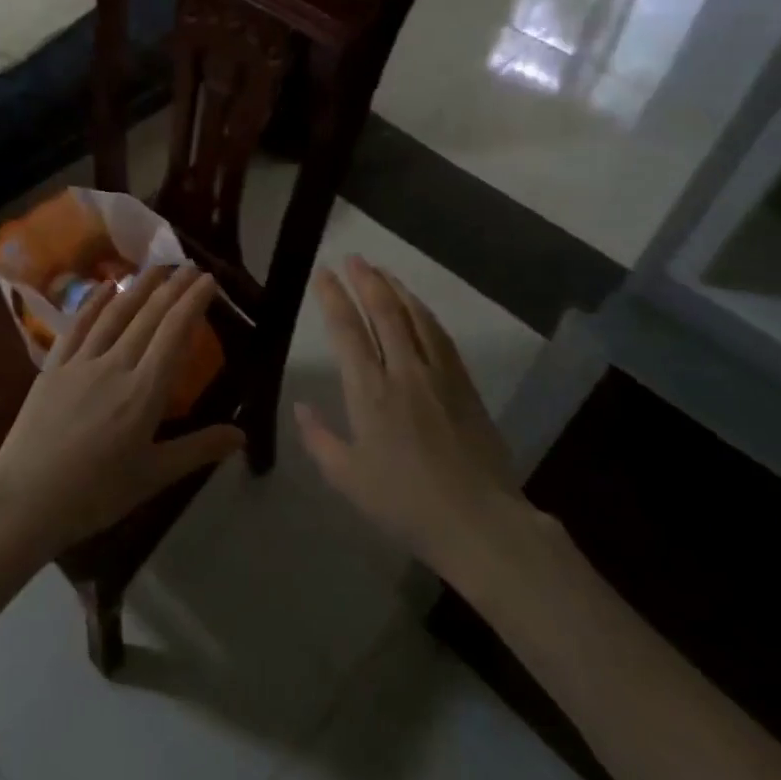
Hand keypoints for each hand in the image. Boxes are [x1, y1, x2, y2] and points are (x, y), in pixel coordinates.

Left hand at [0, 267, 245, 625]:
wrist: (25, 500)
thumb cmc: (95, 494)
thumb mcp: (153, 476)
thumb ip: (198, 449)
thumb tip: (242, 434)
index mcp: (144, 391)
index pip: (175, 334)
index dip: (193, 303)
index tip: (209, 280)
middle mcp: (115, 365)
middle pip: (149, 316)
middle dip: (173, 288)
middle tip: (190, 266)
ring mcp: (80, 362)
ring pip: (115, 314)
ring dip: (138, 287)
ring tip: (157, 268)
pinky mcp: (53, 367)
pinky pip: (77, 327)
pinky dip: (93, 303)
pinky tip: (104, 287)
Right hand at [297, 257, 534, 580]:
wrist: (479, 522)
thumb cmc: (405, 504)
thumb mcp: (348, 479)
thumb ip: (319, 439)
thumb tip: (301, 405)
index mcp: (369, 392)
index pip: (347, 330)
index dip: (334, 297)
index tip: (323, 273)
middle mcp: (404, 372)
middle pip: (384, 312)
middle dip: (365, 280)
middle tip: (353, 257)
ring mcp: (438, 375)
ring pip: (415, 317)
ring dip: (396, 289)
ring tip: (382, 271)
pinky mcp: (465, 385)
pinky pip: (441, 336)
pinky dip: (424, 313)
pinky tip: (417, 307)